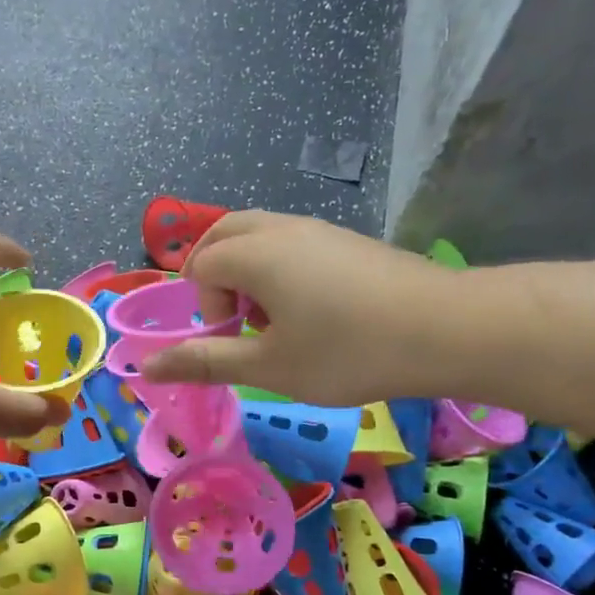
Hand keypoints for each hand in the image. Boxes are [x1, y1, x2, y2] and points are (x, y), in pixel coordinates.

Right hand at [140, 211, 456, 405]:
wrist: (448, 330)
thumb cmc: (348, 352)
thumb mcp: (269, 367)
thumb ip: (205, 361)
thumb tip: (146, 367)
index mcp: (255, 252)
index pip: (201, 265)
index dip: (205, 305)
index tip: (235, 339)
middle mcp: (281, 227)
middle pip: (223, 232)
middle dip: (214, 273)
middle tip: (234, 318)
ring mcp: (319, 229)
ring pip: (259, 232)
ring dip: (247, 269)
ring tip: (272, 316)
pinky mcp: (347, 239)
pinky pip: (291, 239)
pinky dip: (278, 265)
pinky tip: (311, 309)